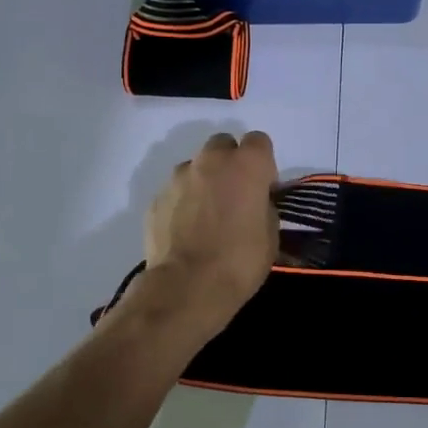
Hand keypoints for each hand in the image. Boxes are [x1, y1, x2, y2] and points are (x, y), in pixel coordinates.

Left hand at [142, 131, 279, 321]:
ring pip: (195, 167)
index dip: (262, 163)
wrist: (187, 287)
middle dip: (230, 163)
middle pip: (222, 145)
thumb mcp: (270, 234)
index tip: (262, 187)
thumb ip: (263, 206)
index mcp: (246, 164)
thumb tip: (255, 202)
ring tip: (206, 215)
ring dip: (203, 181)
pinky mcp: (156, 198)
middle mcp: (211, 160)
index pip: (259, 141)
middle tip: (234, 195)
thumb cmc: (240, 260)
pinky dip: (182, 202)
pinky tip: (185, 230)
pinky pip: (175, 191)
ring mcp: (179, 177)